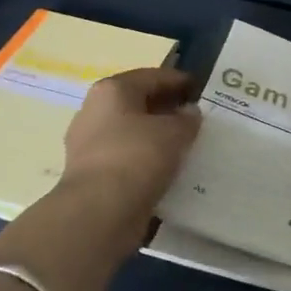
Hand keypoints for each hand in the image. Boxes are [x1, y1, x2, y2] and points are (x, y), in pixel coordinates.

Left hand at [0, 67, 199, 290]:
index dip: (180, 81)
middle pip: (139, 103)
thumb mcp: (174, 132)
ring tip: (186, 145)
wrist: (98, 213)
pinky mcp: (91, 174)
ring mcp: (88, 144)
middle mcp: (95, 111)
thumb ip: (187, 119)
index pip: (153, 76)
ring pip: (132, 132)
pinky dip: (146, 160)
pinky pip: (127, 157)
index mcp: (112, 90)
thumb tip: (188, 113)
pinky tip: (167, 169)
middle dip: (167, 109)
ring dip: (157, 136)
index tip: (201, 91)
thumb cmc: (137, 157)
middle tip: (195, 118)